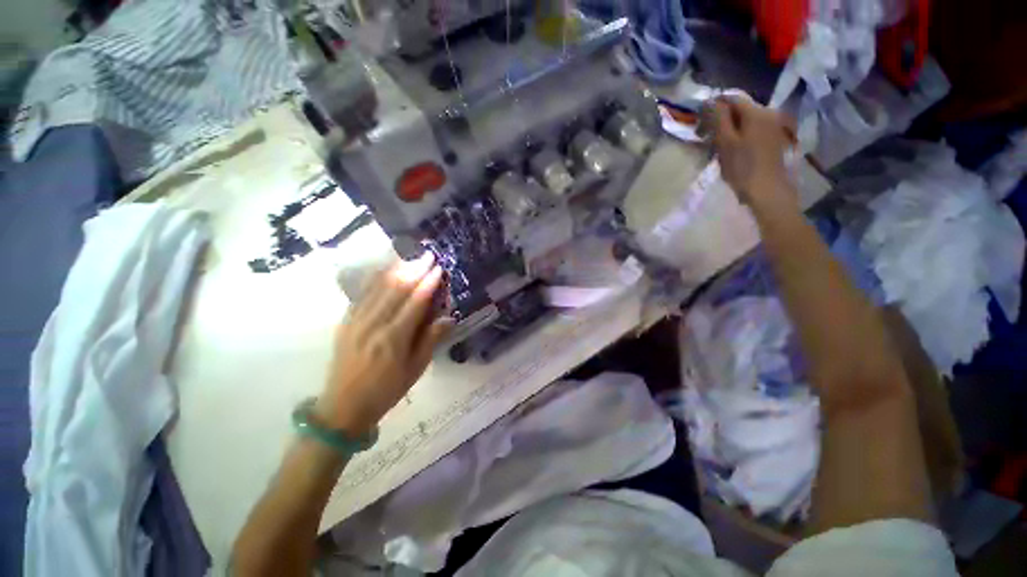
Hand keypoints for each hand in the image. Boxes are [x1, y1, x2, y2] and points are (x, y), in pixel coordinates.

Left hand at [314, 253, 452, 434]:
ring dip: (396, 270)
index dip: (428, 283)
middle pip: (396, 289)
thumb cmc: (386, 390)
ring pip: (378, 288)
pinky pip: (362, 295)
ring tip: (410, 258)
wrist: (343, 407)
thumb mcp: (415, 369)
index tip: (439, 268)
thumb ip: (431, 340)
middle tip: (427, 256)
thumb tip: (449, 317)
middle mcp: (374, 325)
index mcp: (394, 339)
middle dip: (414, 270)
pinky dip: (376, 280)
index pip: (415, 303)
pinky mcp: (345, 322)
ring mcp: (356, 321)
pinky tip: (385, 271)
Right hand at [704, 96, 797, 210]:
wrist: (768, 190)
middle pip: (739, 108)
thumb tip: (709, 101)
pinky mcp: (774, 138)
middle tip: (705, 136)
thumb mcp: (725, 143)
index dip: (712, 107)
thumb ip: (718, 119)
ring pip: (745, 119)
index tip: (699, 123)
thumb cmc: (743, 168)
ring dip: (729, 128)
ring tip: (716, 145)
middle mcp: (768, 112)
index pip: (730, 98)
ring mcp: (773, 125)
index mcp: (756, 111)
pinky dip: (739, 134)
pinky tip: (732, 149)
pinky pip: (752, 129)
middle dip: (720, 119)